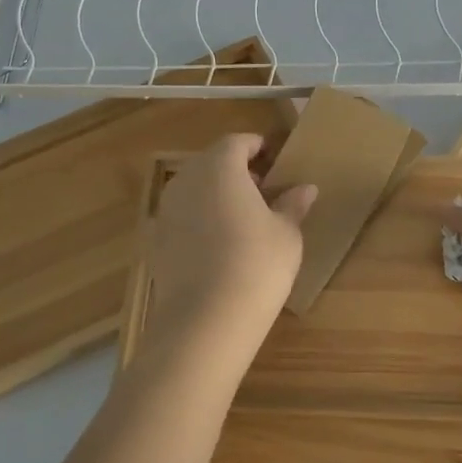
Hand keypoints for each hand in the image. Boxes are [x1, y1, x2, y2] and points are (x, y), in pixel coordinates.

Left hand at [144, 133, 316, 374]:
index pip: (237, 142)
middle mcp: (187, 180)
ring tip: (242, 219)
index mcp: (219, 167)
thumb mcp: (286, 234)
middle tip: (262, 190)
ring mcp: (166, 211)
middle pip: (211, 163)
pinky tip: (219, 246)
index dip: (256, 147)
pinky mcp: (156, 241)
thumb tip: (305, 188)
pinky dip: (200, 221)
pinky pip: (182, 217)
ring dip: (216, 195)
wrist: (205, 320)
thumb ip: (292, 205)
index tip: (274, 160)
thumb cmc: (256, 264)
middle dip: (235, 170)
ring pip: (194, 189)